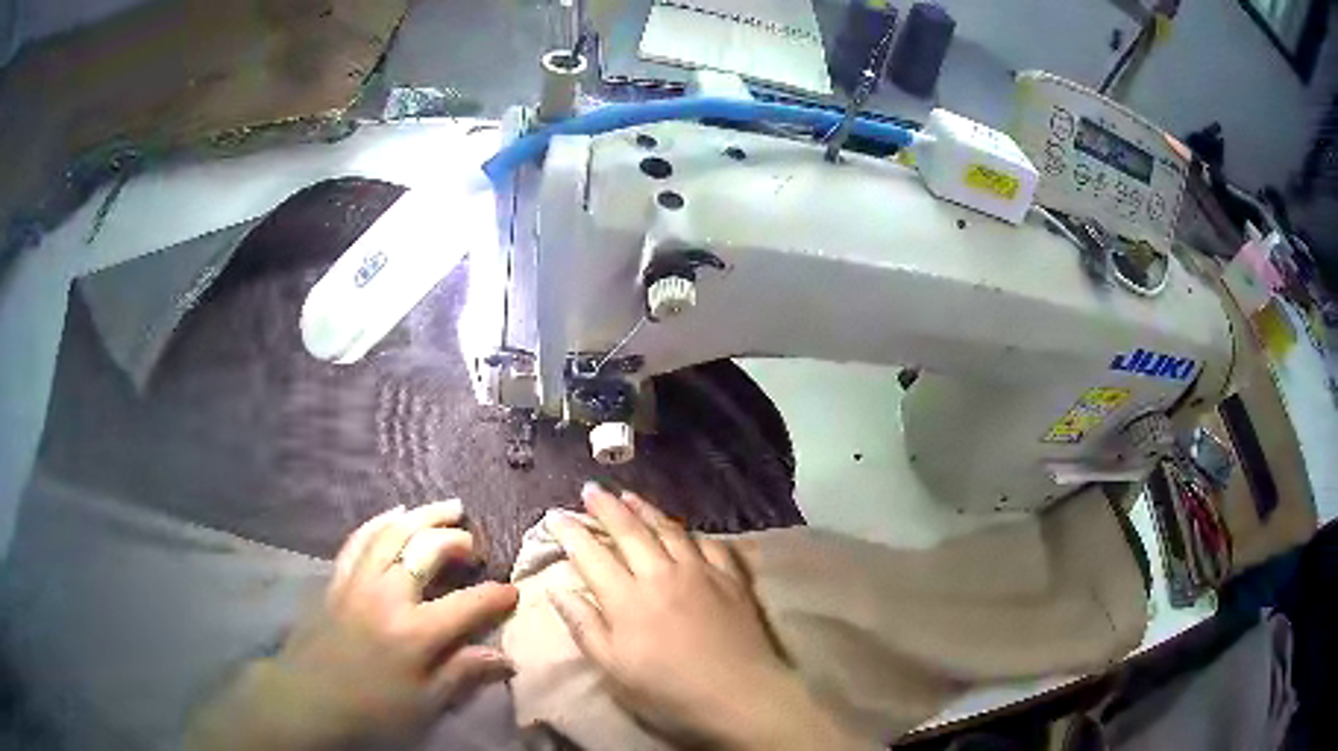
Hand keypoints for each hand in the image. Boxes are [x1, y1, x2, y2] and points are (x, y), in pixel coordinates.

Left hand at [186, 500, 518, 749]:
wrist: (309, 699)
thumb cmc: (373, 709)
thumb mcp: (425, 703)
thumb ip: (463, 673)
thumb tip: (505, 658)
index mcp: (416, 633)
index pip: (468, 604)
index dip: (497, 596)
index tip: (513, 593)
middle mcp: (388, 596)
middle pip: (428, 550)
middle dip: (458, 541)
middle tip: (474, 545)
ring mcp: (359, 581)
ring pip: (394, 533)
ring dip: (423, 516)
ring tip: (447, 508)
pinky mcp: (337, 578)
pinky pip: (360, 539)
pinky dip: (380, 522)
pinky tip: (394, 515)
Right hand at [549, 483, 866, 750]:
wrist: (740, 695)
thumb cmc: (669, 691)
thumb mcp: (613, 670)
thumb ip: (584, 627)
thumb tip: (557, 589)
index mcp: (627, 598)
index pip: (591, 554)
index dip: (570, 532)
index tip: (555, 515)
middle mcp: (661, 574)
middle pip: (629, 531)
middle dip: (606, 507)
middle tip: (590, 489)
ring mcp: (700, 572)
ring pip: (668, 529)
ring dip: (645, 509)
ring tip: (628, 496)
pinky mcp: (731, 578)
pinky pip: (709, 543)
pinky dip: (691, 532)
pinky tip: (685, 530)